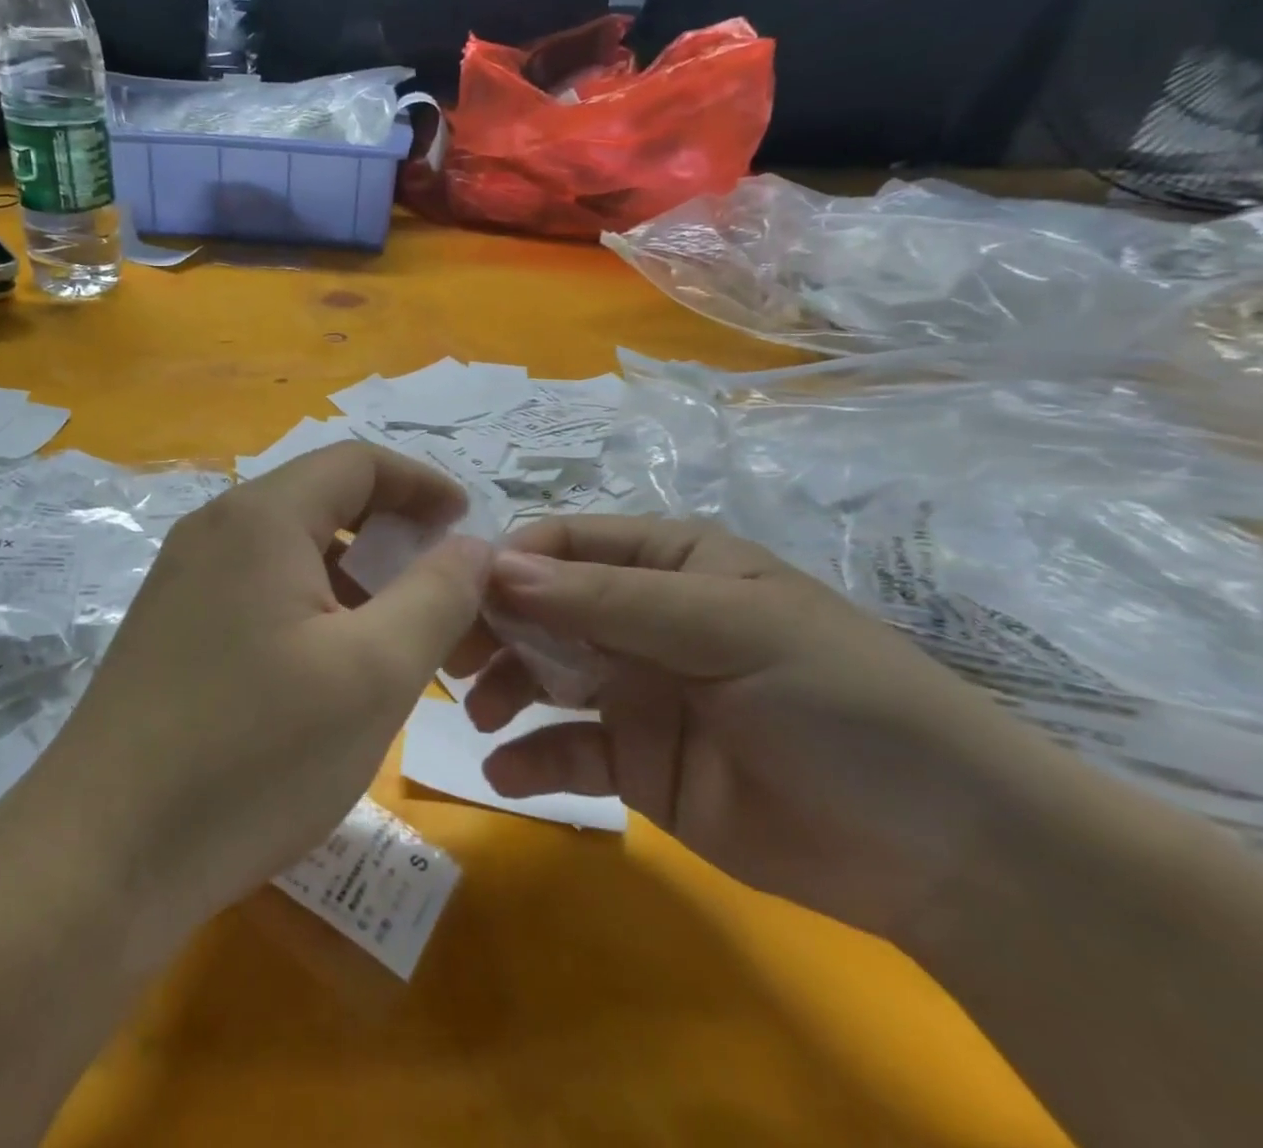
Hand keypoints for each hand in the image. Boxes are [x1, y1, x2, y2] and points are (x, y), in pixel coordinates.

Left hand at [33, 442, 493, 948]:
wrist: (101, 856)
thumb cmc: (253, 754)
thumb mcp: (374, 673)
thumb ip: (438, 595)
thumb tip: (473, 545)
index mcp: (261, 517)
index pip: (357, 462)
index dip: (422, 483)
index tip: (468, 525)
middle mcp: (214, 530)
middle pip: (322, 501)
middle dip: (393, 534)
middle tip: (444, 589)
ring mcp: (183, 579)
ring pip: (290, 550)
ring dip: (354, 577)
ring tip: (399, 637)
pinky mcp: (170, 628)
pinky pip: (258, 590)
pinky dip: (311, 607)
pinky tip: (331, 669)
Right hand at [467, 515, 1062, 942]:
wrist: (948, 856)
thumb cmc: (842, 702)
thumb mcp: (730, 631)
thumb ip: (611, 602)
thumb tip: (497, 568)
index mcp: (669, 564)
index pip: (567, 544)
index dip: (511, 562)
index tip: (459, 594)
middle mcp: (641, 619)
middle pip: (542, 607)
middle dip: (494, 626)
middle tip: (452, 657)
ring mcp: (635, 690)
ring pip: (543, 674)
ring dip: (504, 688)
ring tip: (483, 714)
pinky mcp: (636, 762)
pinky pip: (566, 750)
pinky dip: (531, 758)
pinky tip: (507, 772)